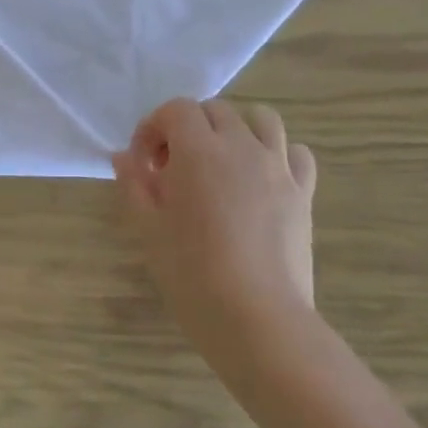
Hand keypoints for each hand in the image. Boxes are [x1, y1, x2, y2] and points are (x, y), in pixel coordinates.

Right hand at [113, 99, 318, 350]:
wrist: (257, 318)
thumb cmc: (192, 273)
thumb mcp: (148, 228)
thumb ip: (134, 184)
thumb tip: (123, 158)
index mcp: (198, 151)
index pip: (176, 110)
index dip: (153, 128)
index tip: (143, 164)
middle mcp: (241, 147)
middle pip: (215, 110)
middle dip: (189, 128)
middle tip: (173, 169)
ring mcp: (278, 168)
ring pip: (261, 119)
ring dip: (236, 129)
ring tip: (221, 162)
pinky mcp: (304, 193)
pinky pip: (296, 153)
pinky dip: (277, 154)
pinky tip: (262, 180)